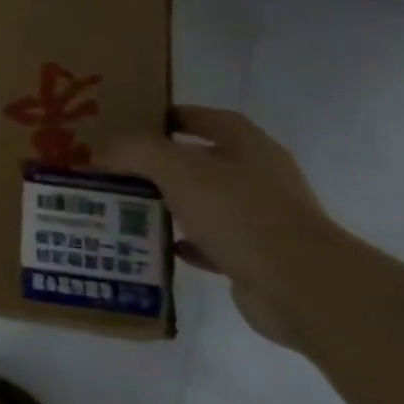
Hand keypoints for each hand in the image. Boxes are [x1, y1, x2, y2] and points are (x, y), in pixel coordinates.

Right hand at [102, 106, 347, 347]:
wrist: (299, 286)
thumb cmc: (239, 214)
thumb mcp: (177, 169)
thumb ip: (136, 151)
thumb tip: (104, 151)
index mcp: (248, 147)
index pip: (206, 119)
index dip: (170, 118)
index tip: (131, 127)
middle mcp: (258, 177)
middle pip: (201, 161)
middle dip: (158, 165)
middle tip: (115, 170)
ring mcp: (260, 218)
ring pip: (202, 202)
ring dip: (167, 204)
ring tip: (125, 208)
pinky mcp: (255, 255)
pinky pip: (208, 242)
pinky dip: (182, 242)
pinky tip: (156, 245)